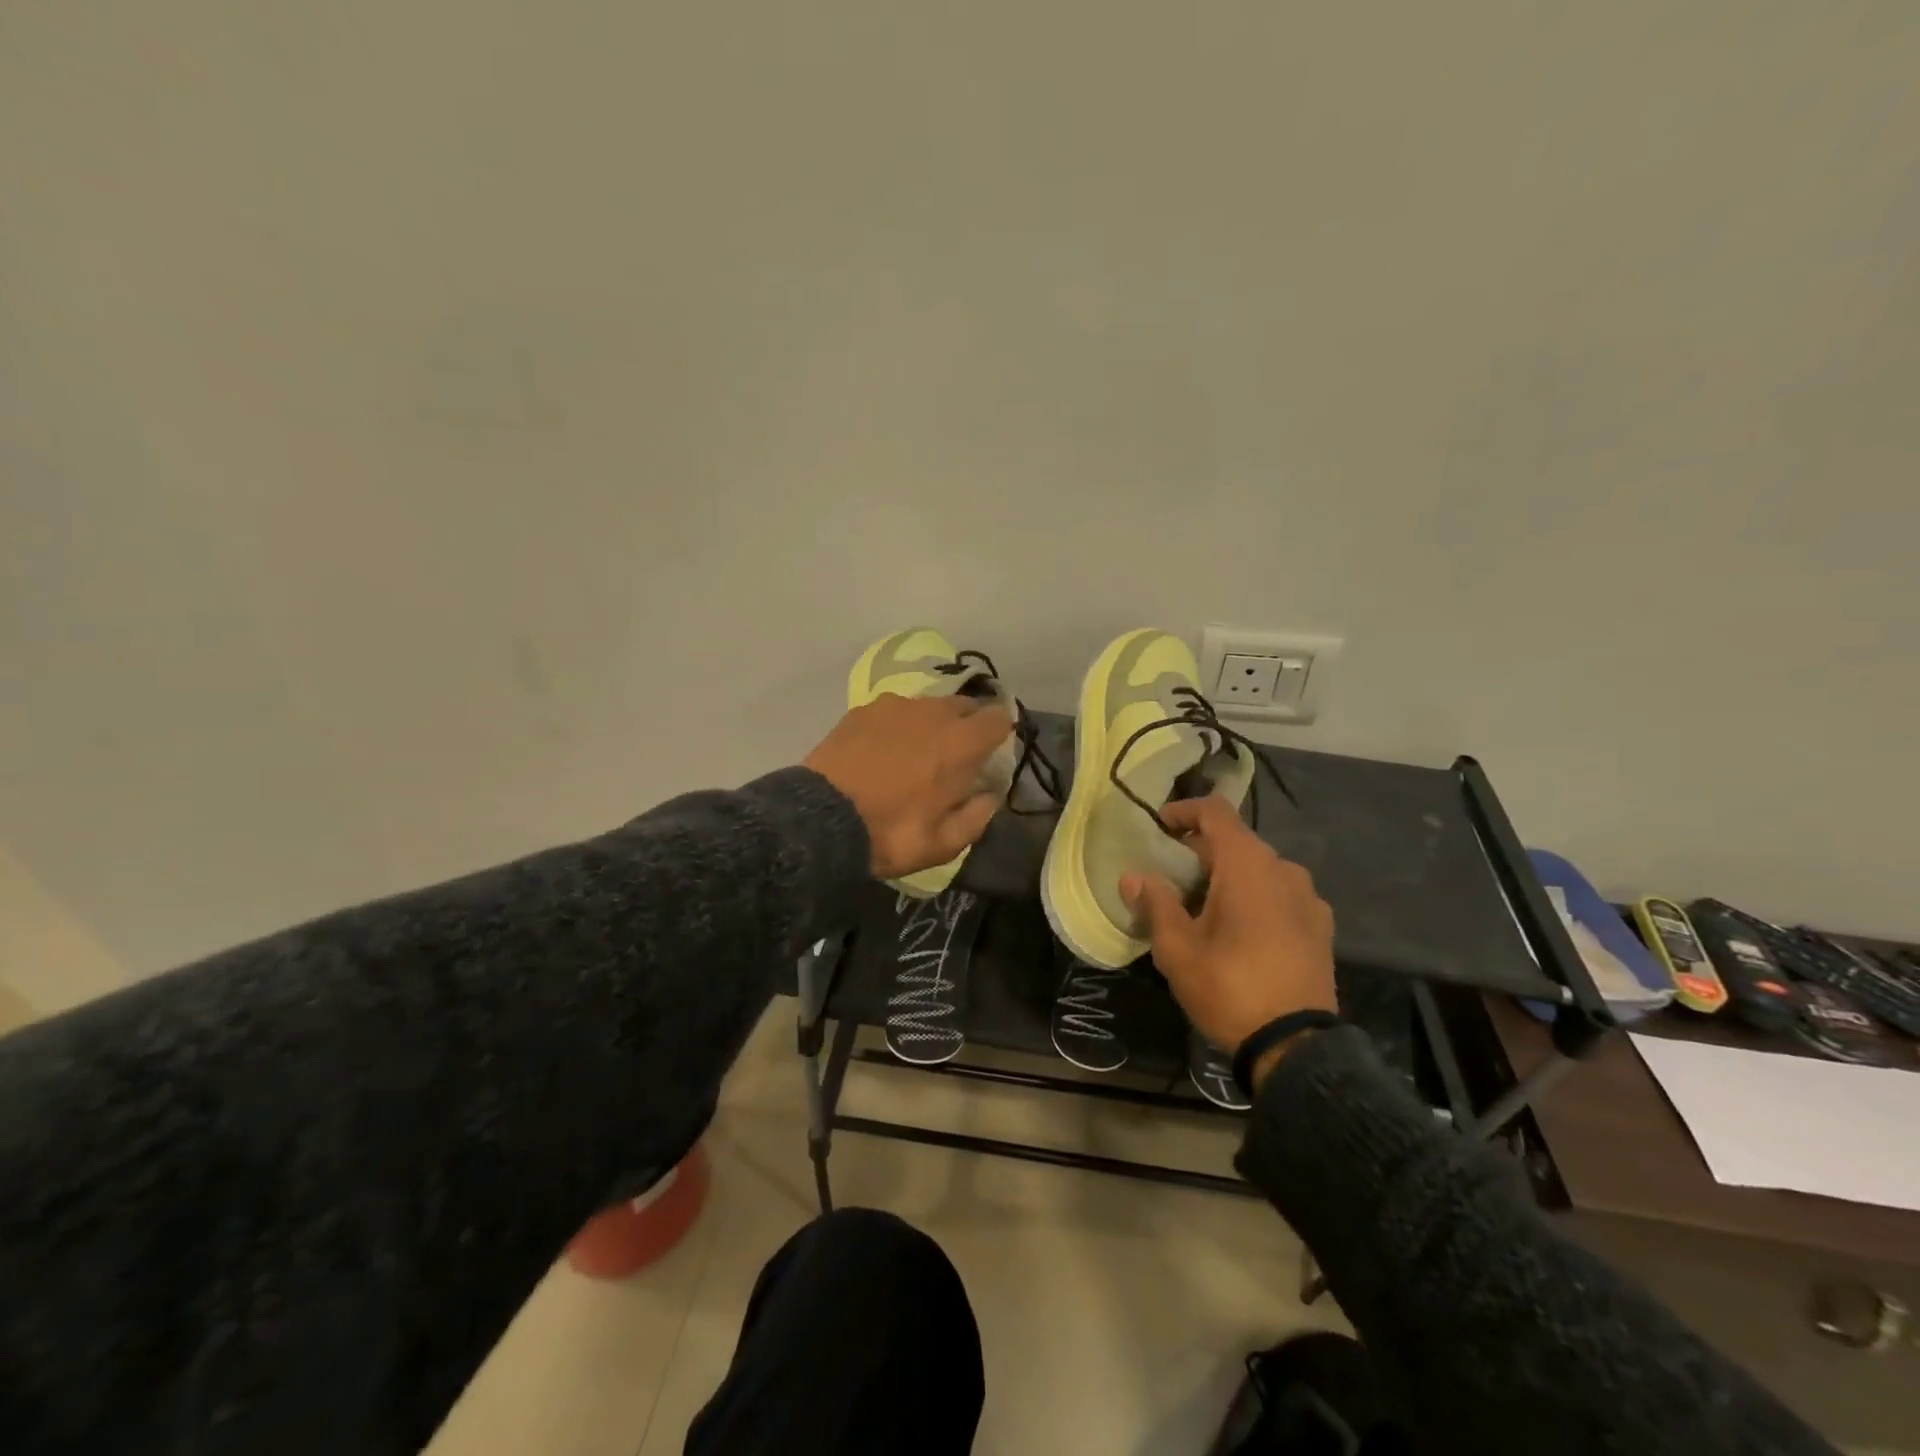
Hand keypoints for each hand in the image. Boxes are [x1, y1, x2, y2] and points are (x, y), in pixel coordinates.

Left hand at [804, 694, 1012, 880]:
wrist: (820, 819)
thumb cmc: (889, 834)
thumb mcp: (943, 844)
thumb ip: (977, 817)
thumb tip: (989, 796)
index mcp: (960, 744)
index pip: (999, 717)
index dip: (1000, 734)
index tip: (990, 755)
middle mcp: (932, 713)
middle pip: (965, 705)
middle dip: (967, 726)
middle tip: (953, 758)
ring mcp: (895, 706)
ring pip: (928, 706)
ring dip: (931, 725)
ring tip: (913, 755)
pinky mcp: (863, 709)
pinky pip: (895, 711)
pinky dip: (898, 726)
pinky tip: (881, 751)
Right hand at [1122, 797, 1335, 1081]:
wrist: (1296, 1047)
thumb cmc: (1229, 988)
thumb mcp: (1177, 949)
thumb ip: (1155, 904)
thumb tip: (1134, 877)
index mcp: (1248, 865)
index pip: (1215, 812)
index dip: (1185, 811)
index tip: (1160, 826)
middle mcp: (1284, 870)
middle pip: (1237, 842)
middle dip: (1201, 852)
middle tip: (1171, 877)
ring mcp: (1309, 898)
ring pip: (1260, 870)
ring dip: (1229, 876)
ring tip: (1204, 908)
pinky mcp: (1321, 927)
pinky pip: (1281, 895)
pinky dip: (1256, 898)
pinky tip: (1241, 931)